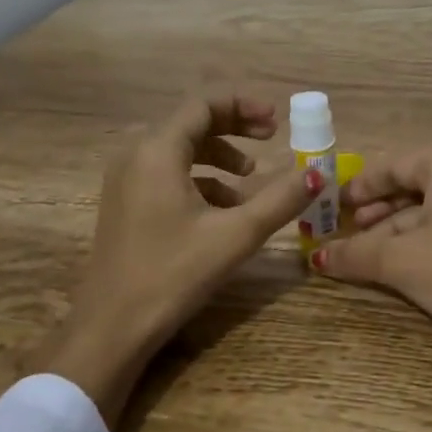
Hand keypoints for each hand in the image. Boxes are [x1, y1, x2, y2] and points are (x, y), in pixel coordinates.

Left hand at [43, 94, 320, 423]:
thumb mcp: (236, 234)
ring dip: (219, 155)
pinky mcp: (125, 202)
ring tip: (251, 178)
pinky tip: (224, 208)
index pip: (204, 104)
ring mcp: (125, 178)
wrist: (112, 327)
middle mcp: (136, 153)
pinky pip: (167, 172)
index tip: (277, 121)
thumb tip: (319, 173)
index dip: (244, 106)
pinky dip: (200, 178)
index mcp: (157, 150)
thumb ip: (281, 199)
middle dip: (235, 127)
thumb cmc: (173, 274)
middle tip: (271, 138)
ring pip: (179, 148)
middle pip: (192, 122)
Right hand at [312, 148, 431, 402]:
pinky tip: (395, 264)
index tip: (336, 202)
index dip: (363, 182)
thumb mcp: (399, 259)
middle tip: (347, 228)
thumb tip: (316, 258)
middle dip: (377, 209)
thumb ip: (356, 252)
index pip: (398, 163)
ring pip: (430, 211)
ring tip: (363, 253)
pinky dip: (419, 242)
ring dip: (394, 231)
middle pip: (414, 185)